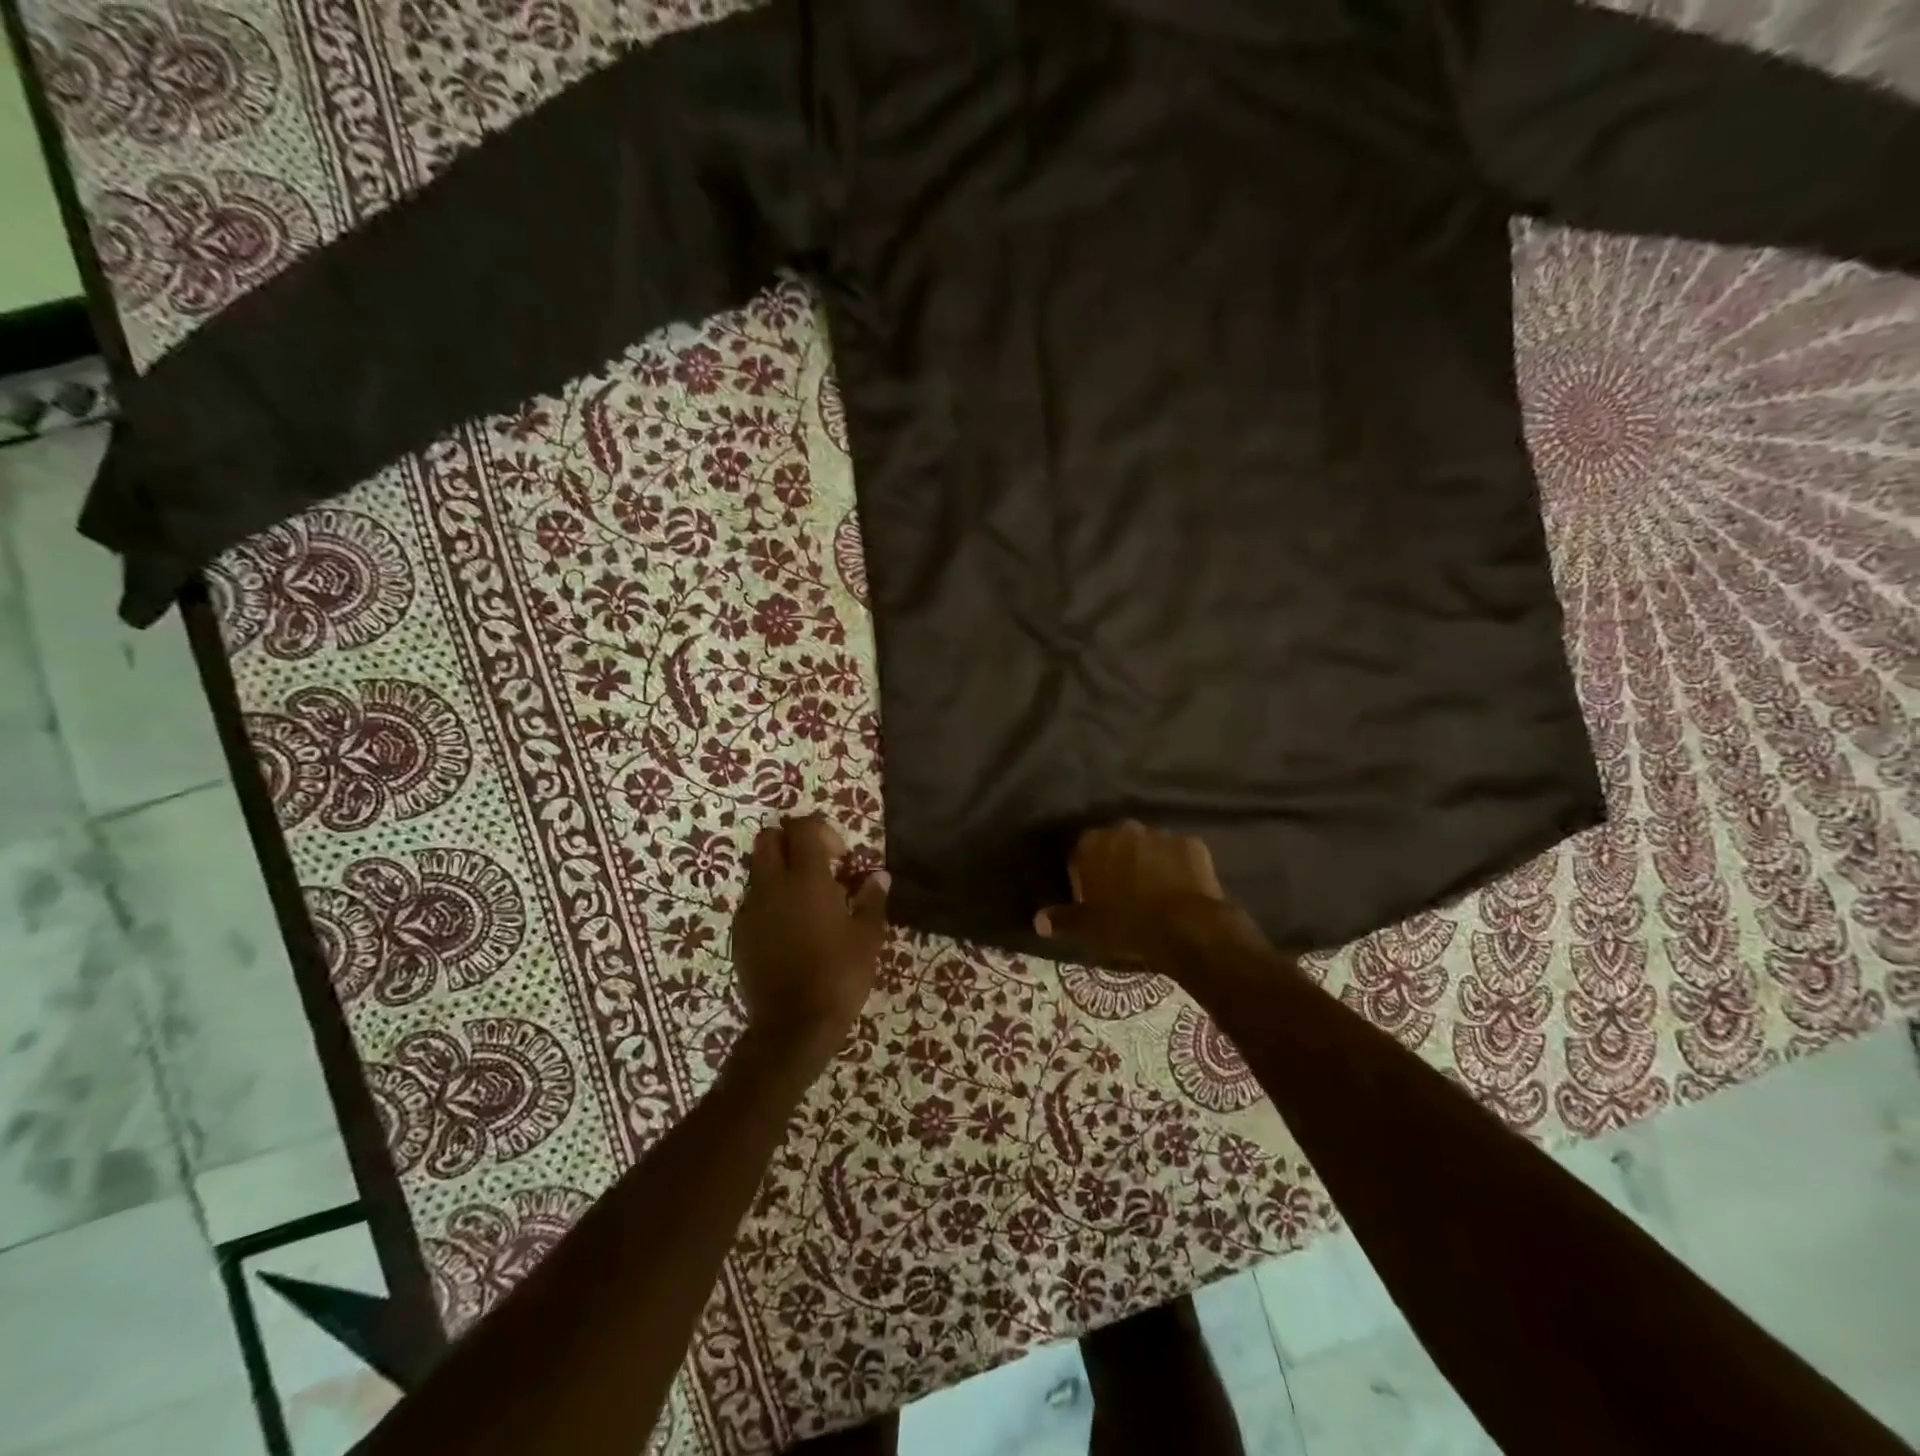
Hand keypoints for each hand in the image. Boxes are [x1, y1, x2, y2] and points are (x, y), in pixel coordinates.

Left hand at [731, 814, 888, 1068]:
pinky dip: (771, 900)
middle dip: (792, 842)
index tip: (841, 857)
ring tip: (807, 901)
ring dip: (780, 871)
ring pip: (759, 869)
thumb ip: (872, 900)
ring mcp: (750, 909)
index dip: (822, 831)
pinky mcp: (740, 933)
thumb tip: (878, 876)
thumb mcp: (867, 938)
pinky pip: (753, 901)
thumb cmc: (838, 975)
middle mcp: (772, 885)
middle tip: (818, 866)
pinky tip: (791, 928)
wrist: (792, 1026)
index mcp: (805, 878)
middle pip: (769, 838)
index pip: (803, 828)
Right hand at [1035, 820, 1264, 968]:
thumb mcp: (1089, 927)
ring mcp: (1161, 834)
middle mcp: (1125, 829)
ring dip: (1147, 863)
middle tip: (1123, 896)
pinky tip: (1179, 891)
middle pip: (1116, 845)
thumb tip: (1038, 920)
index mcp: (1094, 844)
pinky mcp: (1192, 844)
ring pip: (1148, 847)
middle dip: (1117, 864)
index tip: (1092, 898)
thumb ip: (1062, 919)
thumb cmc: (1126, 924)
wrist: (1184, 926)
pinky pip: (1179, 855)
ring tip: (1154, 894)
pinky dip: (1177, 868)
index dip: (1085, 875)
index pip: (1081, 853)